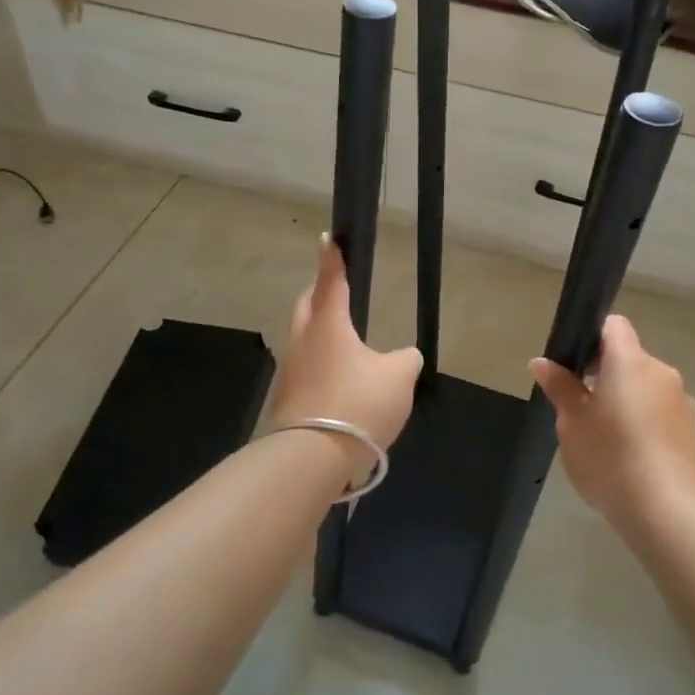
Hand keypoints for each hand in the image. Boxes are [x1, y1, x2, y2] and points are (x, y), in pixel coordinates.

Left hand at [270, 238, 422, 453]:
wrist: (312, 457)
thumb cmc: (358, 404)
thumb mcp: (399, 377)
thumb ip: (406, 360)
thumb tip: (406, 356)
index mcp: (328, 324)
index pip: (330, 281)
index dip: (332, 258)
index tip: (328, 237)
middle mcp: (304, 340)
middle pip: (308, 305)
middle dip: (320, 292)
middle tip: (337, 288)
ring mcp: (291, 370)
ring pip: (304, 337)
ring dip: (319, 329)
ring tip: (343, 336)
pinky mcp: (288, 398)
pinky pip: (306, 367)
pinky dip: (320, 362)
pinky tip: (338, 378)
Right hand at [530, 314, 694, 530]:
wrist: (667, 513)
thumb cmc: (610, 459)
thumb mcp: (572, 423)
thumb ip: (559, 387)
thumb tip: (542, 362)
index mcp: (630, 362)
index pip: (614, 326)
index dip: (592, 337)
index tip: (575, 365)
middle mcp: (661, 372)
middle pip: (629, 358)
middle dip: (605, 375)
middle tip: (581, 408)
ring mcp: (681, 401)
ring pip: (646, 387)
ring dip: (626, 400)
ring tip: (606, 438)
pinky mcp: (692, 430)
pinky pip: (661, 413)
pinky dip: (645, 423)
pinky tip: (631, 457)